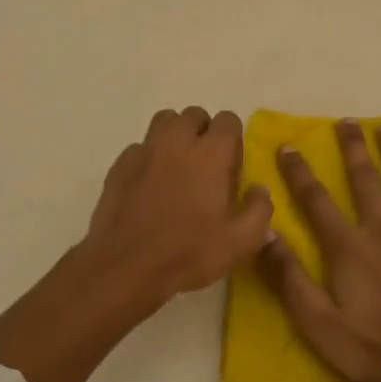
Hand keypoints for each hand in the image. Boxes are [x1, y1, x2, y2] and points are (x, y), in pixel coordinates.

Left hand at [80, 107, 274, 302]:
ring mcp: (145, 150)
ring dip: (176, 135)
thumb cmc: (188, 252)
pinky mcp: (120, 165)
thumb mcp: (240, 241)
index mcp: (211, 154)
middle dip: (204, 131)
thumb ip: (259, 210)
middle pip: (194, 114)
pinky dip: (150, 156)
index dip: (233, 138)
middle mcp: (177, 141)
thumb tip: (260, 190)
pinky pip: (140, 146)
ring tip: (178, 165)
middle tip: (206, 164)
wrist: (125, 266)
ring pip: (164, 121)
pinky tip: (150, 183)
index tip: (232, 165)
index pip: (228, 120)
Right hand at [261, 119, 380, 381]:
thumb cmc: (371, 346)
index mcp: (348, 246)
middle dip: (354, 148)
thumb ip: (290, 278)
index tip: (289, 145)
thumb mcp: (318, 321)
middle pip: (365, 180)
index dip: (300, 172)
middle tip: (348, 121)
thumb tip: (265, 235)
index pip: (317, 201)